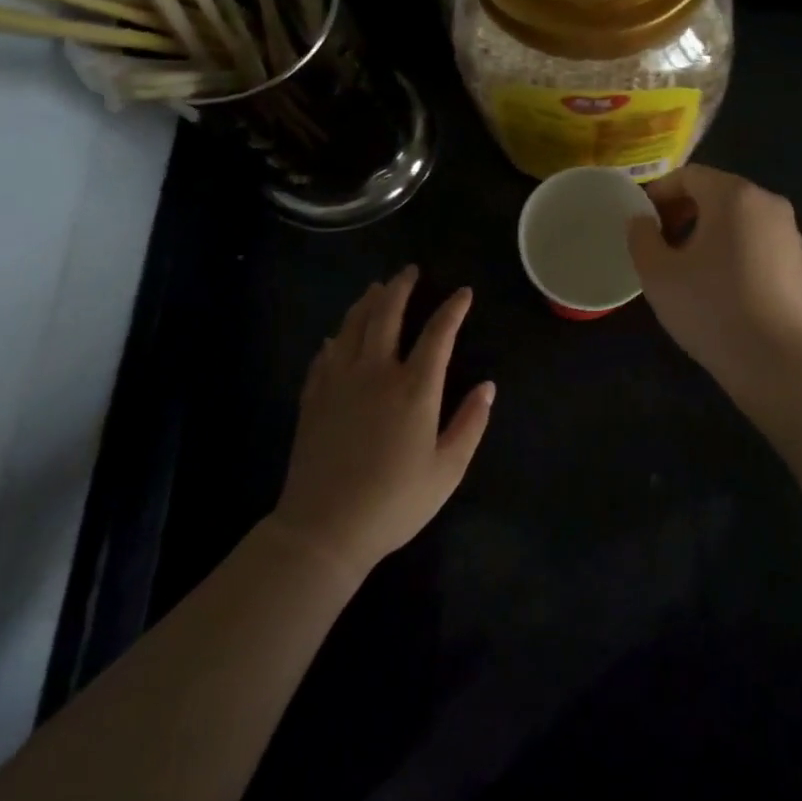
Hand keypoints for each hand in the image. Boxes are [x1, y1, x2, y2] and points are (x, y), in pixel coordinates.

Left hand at [268, 268, 493, 577]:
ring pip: (352, 327)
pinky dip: (336, 338)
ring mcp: (340, 383)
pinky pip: (324, 356)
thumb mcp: (447, 470)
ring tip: (377, 288)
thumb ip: (470, 423)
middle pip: (387, 315)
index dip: (453, 309)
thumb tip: (488, 387)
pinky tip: (337, 335)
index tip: (463, 293)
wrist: (323, 530)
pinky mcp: (313, 399)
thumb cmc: (394, 502)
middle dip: (401, 288)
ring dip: (367, 302)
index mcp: (415, 388)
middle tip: (409, 270)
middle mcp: (376, 373)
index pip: (439, 333)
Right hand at [626, 164, 801, 384]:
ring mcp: (788, 230)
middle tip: (659, 242)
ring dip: (707, 229)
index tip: (641, 221)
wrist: (775, 359)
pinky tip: (719, 282)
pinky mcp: (798, 259)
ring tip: (686, 265)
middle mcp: (767, 201)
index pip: (689, 175)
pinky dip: (732, 246)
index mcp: (733, 195)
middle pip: (716, 192)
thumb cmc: (710, 307)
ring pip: (737, 216)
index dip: (659, 193)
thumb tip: (641, 220)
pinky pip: (756, 237)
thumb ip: (641, 237)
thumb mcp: (658, 273)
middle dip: (683, 210)